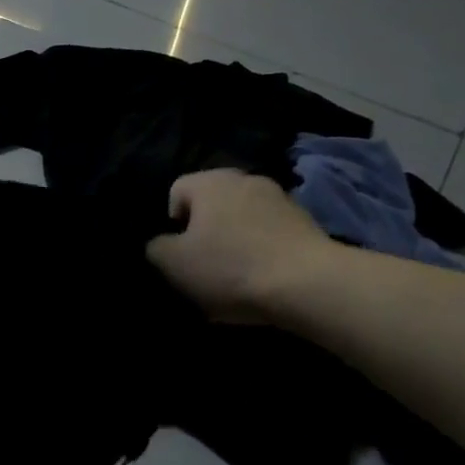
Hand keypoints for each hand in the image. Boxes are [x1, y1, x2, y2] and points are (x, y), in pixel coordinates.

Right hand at [145, 169, 342, 322]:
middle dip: (204, 232)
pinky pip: (269, 234)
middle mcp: (246, 180)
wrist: (308, 285)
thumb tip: (161, 244)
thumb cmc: (230, 267)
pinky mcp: (306, 223)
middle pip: (212, 204)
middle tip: (203, 265)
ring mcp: (281, 199)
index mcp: (211, 182)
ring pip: (242, 219)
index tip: (179, 252)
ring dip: (234, 241)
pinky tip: (261, 280)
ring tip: (234, 277)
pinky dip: (260, 251)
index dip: (171, 222)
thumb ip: (156, 248)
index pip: (177, 191)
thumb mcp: (173, 263)